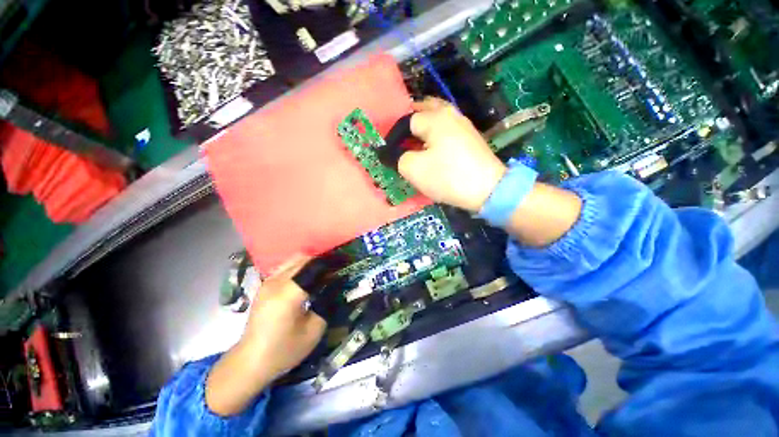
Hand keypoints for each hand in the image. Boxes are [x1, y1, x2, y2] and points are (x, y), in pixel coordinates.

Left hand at [206, 256, 325, 415]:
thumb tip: (336, 287)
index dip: (332, 264)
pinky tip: (307, 278)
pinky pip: (286, 267)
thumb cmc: (283, 350)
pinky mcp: (265, 285)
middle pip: (305, 260)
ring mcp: (268, 282)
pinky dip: (299, 267)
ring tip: (323, 273)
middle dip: (322, 262)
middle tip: (336, 270)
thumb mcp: (314, 331)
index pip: (315, 267)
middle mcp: (277, 282)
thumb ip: (327, 305)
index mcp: (289, 293)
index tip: (345, 267)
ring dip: (311, 263)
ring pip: (294, 260)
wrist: (250, 361)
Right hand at [399, 97, 506, 212]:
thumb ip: (397, 157)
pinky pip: (448, 129)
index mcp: (435, 117)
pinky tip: (433, 145)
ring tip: (414, 139)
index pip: (406, 121)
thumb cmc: (447, 176)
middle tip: (401, 136)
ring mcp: (464, 125)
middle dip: (411, 120)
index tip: (390, 152)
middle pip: (425, 108)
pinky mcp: (470, 138)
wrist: (488, 189)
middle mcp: (450, 114)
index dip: (395, 136)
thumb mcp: (413, 169)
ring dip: (424, 125)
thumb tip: (389, 153)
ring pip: (438, 117)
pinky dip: (437, 132)